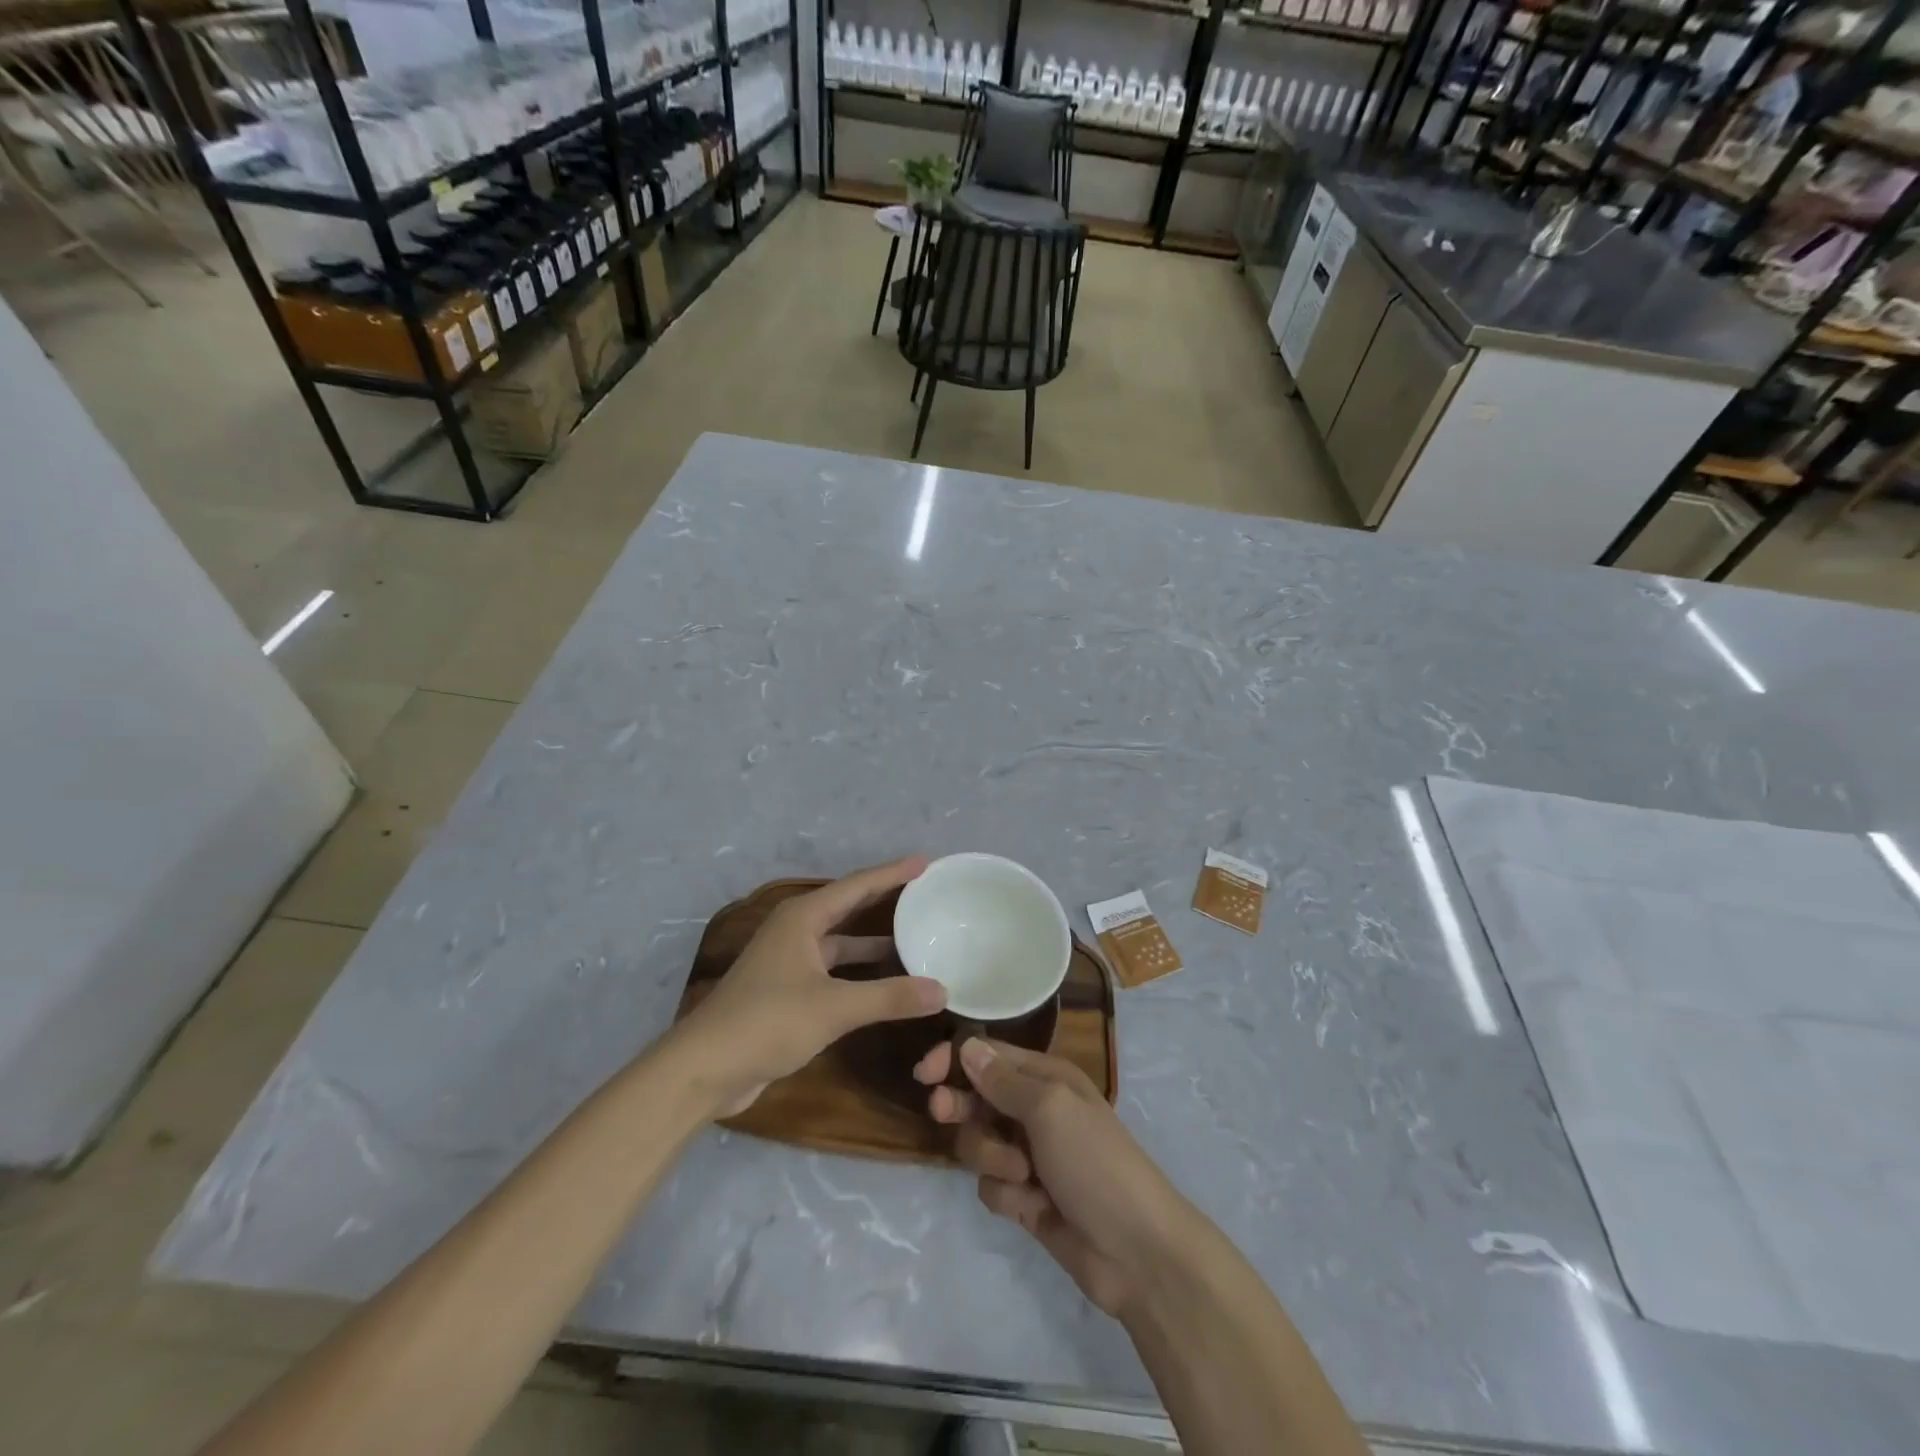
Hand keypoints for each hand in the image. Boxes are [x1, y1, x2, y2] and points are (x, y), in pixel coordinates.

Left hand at [678, 856, 946, 1116]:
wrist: (705, 1068)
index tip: (926, 862)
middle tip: (925, 892)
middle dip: (885, 899)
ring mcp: (790, 961)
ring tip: (915, 937)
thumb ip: (889, 998)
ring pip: (842, 941)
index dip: (893, 873)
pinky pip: (835, 969)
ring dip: (874, 941)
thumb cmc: (767, 1022)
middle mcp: (796, 931)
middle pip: (849, 906)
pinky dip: (861, 971)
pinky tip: (886, 981)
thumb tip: (942, 990)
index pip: (858, 885)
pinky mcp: (788, 990)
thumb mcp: (834, 1008)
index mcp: (803, 918)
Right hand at [915, 1038, 1191, 1317]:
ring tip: (1022, 1176)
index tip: (925, 1074)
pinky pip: (991, 1186)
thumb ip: (1004, 1080)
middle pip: (976, 1098)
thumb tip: (968, 1046)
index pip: (988, 1056)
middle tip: (943, 1113)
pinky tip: (1032, 1208)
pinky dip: (1006, 1196)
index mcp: (1046, 1078)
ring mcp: (1029, 1156)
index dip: (954, 1059)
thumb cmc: (1095, 1162)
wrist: (1136, 1252)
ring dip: (990, 1158)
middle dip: (961, 1107)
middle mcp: (1034, 1110)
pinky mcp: (1025, 1198)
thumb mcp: (1050, 1109)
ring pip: (978, 1143)